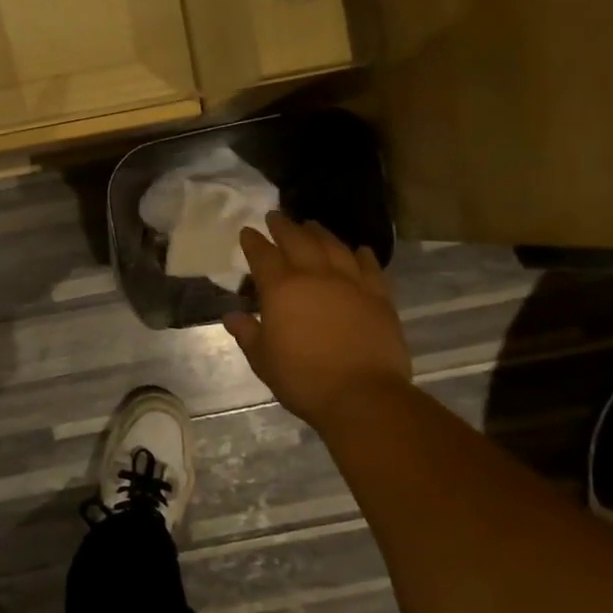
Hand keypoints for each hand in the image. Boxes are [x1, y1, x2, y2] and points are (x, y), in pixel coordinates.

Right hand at [223, 213, 411, 426]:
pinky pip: (370, 268)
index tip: (247, 231)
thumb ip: (248, 333)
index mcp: (282, 289)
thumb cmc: (303, 379)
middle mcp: (316, 276)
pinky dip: (362, 255)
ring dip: (320, 233)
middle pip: (299, 241)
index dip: (253, 242)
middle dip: (284, 226)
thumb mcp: (263, 360)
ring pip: (334, 247)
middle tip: (276, 216)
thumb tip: (233, 316)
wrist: (362, 395)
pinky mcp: (379, 297)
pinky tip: (359, 250)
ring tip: (312, 225)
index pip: (263, 256)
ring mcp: (351, 283)